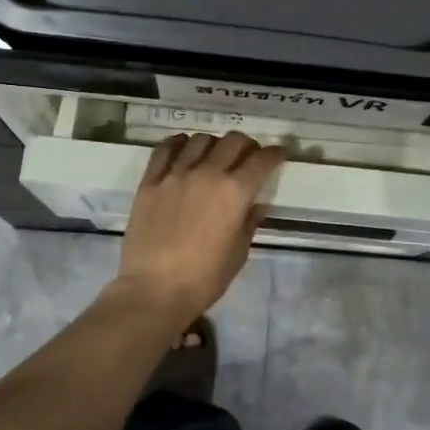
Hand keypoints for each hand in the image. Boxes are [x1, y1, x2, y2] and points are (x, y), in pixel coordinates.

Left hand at [114, 131, 283, 324]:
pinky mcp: (150, 181)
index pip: (262, 160)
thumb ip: (249, 222)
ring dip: (214, 144)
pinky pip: (166, 148)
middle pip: (233, 141)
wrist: (154, 290)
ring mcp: (176, 174)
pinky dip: (179, 144)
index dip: (275, 154)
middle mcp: (207, 173)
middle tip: (248, 157)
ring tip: (213, 156)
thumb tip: (256, 204)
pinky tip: (183, 150)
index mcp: (235, 192)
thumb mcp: (238, 253)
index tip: (278, 155)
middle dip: (247, 145)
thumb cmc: (204, 279)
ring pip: (200, 139)